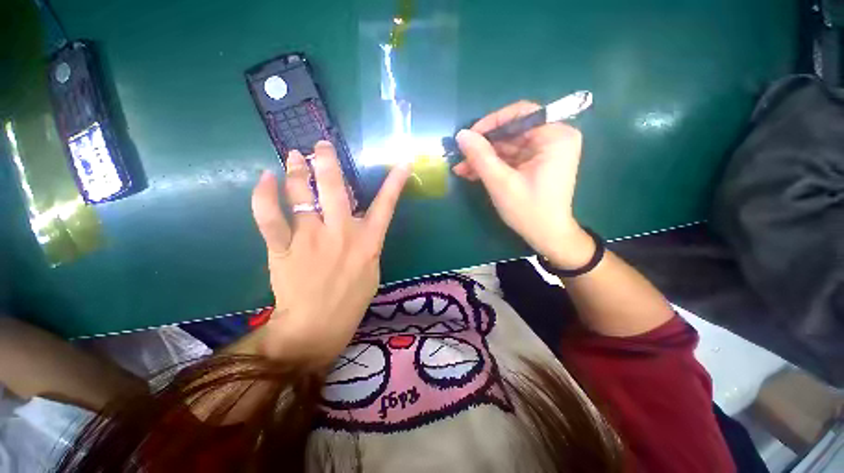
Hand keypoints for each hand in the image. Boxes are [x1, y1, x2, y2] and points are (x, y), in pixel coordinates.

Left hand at [251, 141, 409, 367]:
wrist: (316, 328)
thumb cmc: (351, 300)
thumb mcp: (371, 268)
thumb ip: (367, 242)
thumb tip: (358, 221)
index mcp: (368, 242)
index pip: (386, 205)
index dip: (395, 182)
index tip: (402, 162)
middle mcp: (341, 234)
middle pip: (333, 187)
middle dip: (327, 160)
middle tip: (321, 145)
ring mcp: (310, 239)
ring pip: (300, 194)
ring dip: (296, 169)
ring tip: (293, 156)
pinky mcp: (283, 249)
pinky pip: (269, 217)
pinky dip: (264, 195)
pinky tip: (265, 179)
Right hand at [453, 101, 593, 268]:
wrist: (547, 236)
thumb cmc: (528, 210)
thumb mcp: (501, 182)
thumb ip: (480, 156)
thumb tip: (461, 134)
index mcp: (555, 136)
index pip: (520, 114)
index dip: (491, 122)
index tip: (469, 137)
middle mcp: (554, 138)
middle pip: (512, 131)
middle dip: (484, 146)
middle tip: (460, 156)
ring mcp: (545, 152)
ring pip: (508, 146)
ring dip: (484, 157)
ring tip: (461, 168)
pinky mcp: (536, 164)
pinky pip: (511, 158)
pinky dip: (492, 165)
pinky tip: (472, 173)